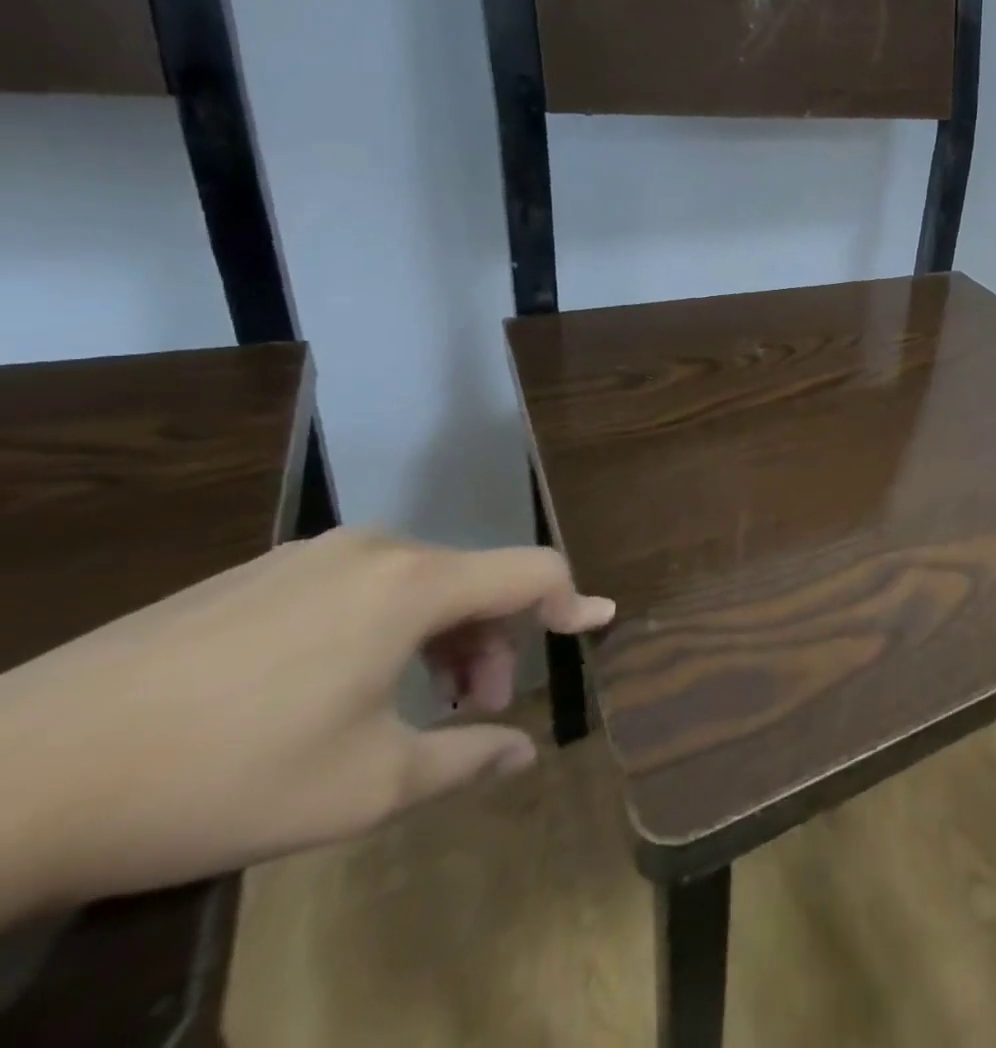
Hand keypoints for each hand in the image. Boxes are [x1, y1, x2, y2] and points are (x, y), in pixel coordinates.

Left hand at [0, 529, 612, 917]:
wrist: (15, 775)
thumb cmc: (225, 776)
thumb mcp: (365, 789)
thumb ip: (465, 761)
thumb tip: (521, 754)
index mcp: (416, 584)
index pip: (533, 570)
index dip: (573, 598)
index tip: (594, 626)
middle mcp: (375, 549)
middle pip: (473, 581)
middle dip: (491, 644)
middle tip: (473, 710)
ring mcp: (308, 555)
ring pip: (414, 584)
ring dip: (438, 638)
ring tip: (405, 706)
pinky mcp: (253, 573)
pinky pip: (355, 586)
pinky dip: (381, 628)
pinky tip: (329, 689)